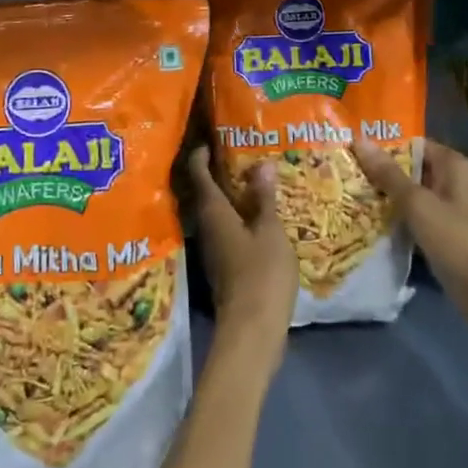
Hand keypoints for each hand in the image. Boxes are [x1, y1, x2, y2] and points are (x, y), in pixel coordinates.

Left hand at [188, 147, 296, 369]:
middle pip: (206, 192)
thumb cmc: (261, 273)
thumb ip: (264, 198)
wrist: (252, 330)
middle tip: (240, 153)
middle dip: (218, 172)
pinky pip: (227, 229)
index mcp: (213, 212)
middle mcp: (206, 227)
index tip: (212, 138)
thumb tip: (261, 164)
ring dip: (230, 195)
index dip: (201, 154)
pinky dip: (239, 216)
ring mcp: (213, 248)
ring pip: (217, 212)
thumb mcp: (269, 231)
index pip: (198, 174)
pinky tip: (259, 215)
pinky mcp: (224, 265)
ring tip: (254, 179)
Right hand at [352, 138, 467, 331]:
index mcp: (452, 165)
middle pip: (408, 170)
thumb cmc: (457, 237)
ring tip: (343, 192)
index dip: (382, 145)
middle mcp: (450, 182)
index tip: (349, 147)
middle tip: (340, 170)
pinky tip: (362, 220)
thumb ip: (388, 173)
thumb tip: (359, 139)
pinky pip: (411, 219)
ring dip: (381, 196)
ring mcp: (445, 211)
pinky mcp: (439, 236)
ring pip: (407, 196)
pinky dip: (391, 218)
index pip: (412, 144)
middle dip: (377, 171)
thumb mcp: (418, 202)